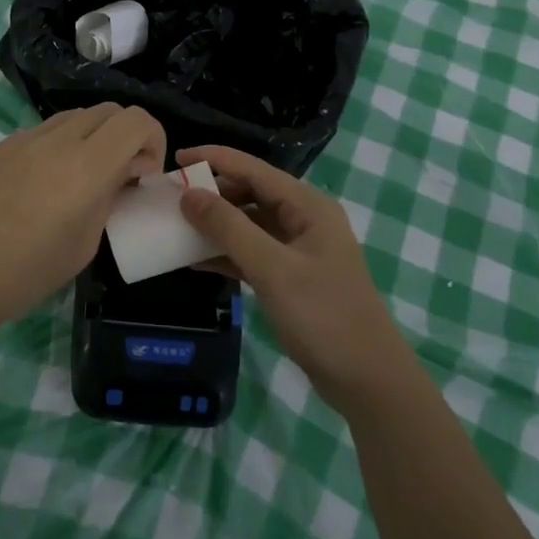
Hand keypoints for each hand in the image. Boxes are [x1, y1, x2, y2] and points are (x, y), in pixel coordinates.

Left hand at [0, 104, 165, 340]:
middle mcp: (56, 140)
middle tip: (120, 175)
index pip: (136, 120)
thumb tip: (122, 175)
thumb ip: (109, 199)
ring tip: (81, 179)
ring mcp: (22, 139)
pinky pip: (41, 132)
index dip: (153, 139)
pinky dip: (59, 146)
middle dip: (126, 136)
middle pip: (108, 110)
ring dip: (92, 137)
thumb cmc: (25, 274)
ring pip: (74, 116)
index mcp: (86, 166)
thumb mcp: (84, 245)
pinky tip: (41, 186)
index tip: (144, 174)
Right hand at [177, 145, 408, 412]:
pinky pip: (252, 254)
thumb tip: (188, 194)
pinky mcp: (292, 278)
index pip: (254, 169)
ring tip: (176, 227)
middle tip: (170, 199)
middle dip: (212, 194)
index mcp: (308, 206)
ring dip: (216, 226)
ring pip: (249, 225)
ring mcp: (299, 250)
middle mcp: (304, 220)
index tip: (175, 158)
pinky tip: (195, 261)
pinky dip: (226, 254)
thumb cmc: (323, 316)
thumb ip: (228, 228)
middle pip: (251, 193)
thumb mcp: (272, 269)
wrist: (367, 380)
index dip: (214, 159)